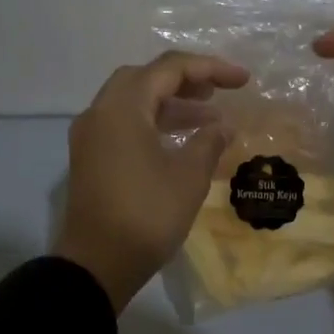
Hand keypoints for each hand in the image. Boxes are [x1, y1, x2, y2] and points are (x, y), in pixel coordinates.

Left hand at [55, 51, 250, 311]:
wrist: (97, 265)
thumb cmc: (146, 216)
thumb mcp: (188, 177)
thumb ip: (208, 142)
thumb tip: (222, 127)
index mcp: (122, 108)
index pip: (168, 69)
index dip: (210, 69)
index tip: (243, 81)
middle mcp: (99, 113)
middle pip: (144, 79)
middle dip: (184, 81)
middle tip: (216, 93)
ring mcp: (90, 137)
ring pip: (132, 103)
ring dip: (169, 104)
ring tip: (208, 118)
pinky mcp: (90, 159)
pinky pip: (123, 125)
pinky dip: (152, 124)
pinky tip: (179, 141)